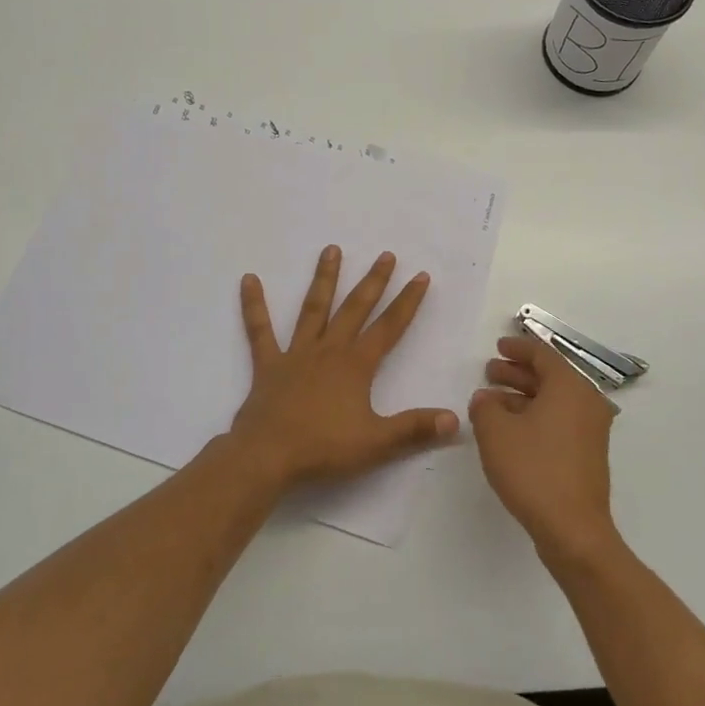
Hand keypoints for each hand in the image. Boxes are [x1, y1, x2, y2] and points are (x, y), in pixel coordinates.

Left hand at [230, 246, 458, 489]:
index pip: (389, 327)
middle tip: (386, 255)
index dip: (407, 302)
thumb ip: (415, 428)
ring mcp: (296, 354)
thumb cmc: (323, 448)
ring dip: (324, 279)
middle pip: (355, 309)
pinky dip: (254, 304)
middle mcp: (328, 350)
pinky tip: (249, 279)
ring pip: (313, 308)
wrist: (267, 456)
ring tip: (332, 249)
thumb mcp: (377, 443)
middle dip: (373, 281)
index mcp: (356, 365)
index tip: (421, 276)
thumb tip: (455, 419)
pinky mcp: (268, 364)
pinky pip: (260, 330)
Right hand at [469, 334, 620, 565]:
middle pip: (549, 376)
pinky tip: (510, 429)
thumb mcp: (495, 432)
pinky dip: (535, 416)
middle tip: (490, 372)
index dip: (518, 348)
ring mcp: (590, 430)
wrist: (573, 528)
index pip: (543, 354)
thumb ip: (485, 407)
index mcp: (570, 386)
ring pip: (553, 400)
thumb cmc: (533, 469)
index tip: (498, 346)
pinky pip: (559, 421)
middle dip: (517, 372)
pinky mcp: (587, 454)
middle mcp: (586, 402)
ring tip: (491, 402)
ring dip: (522, 396)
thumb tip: (486, 399)